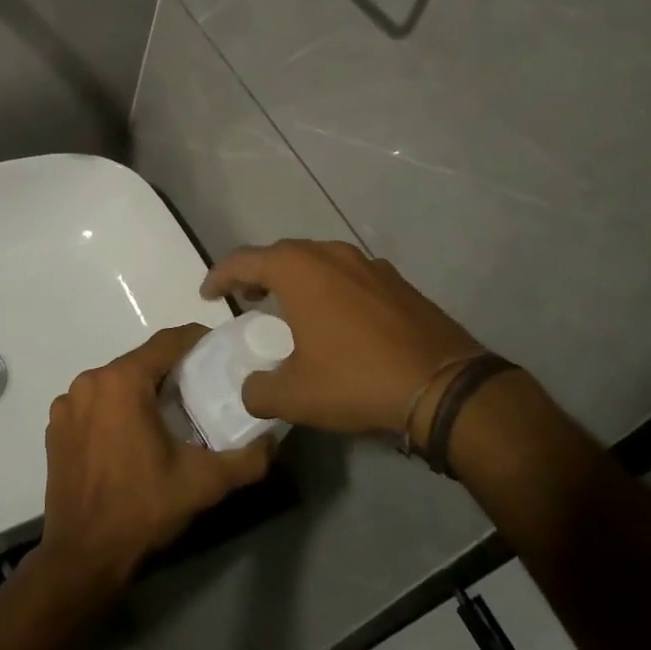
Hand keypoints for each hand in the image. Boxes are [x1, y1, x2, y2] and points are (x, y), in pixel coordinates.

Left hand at [39, 324, 272, 593]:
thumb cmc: (142, 509)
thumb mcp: (204, 483)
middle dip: (172, 369)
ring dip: (143, 389)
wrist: (83, 558)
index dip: (197, 340)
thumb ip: (247, 459)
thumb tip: (273, 439)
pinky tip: (133, 435)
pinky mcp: (56, 427)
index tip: (221, 351)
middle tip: (203, 387)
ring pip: (116, 381)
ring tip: (171, 413)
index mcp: (122, 381)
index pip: (167, 342)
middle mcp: (90, 381)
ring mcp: (68, 404)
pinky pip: (95, 402)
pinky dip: (116, 408)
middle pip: (141, 360)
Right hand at [201, 240, 489, 440]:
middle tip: (246, 298)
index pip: (244, 260)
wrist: (443, 385)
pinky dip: (330, 287)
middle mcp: (331, 254)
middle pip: (282, 253)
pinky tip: (335, 317)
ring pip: (319, 260)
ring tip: (287, 306)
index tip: (206, 294)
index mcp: (299, 270)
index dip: (220, 275)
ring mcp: (368, 264)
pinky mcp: (396, 281)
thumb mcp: (296, 395)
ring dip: (296, 278)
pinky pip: (349, 274)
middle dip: (258, 273)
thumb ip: (259, 390)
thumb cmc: (357, 380)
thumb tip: (251, 389)